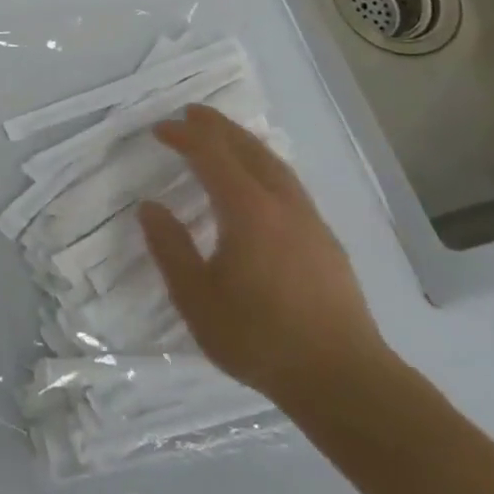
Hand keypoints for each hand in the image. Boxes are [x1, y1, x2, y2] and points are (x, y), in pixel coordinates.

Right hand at [138, 106, 387, 411]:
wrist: (343, 380)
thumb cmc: (260, 338)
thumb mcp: (196, 298)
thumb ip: (170, 248)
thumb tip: (150, 208)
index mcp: (248, 211)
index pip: (212, 156)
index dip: (184, 137)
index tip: (159, 129)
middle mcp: (282, 205)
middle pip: (249, 150)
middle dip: (218, 128)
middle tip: (192, 113)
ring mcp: (310, 222)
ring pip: (275, 165)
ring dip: (245, 143)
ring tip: (224, 137)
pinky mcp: (326, 242)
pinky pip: (289, 185)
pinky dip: (265, 167)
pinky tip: (260, 184)